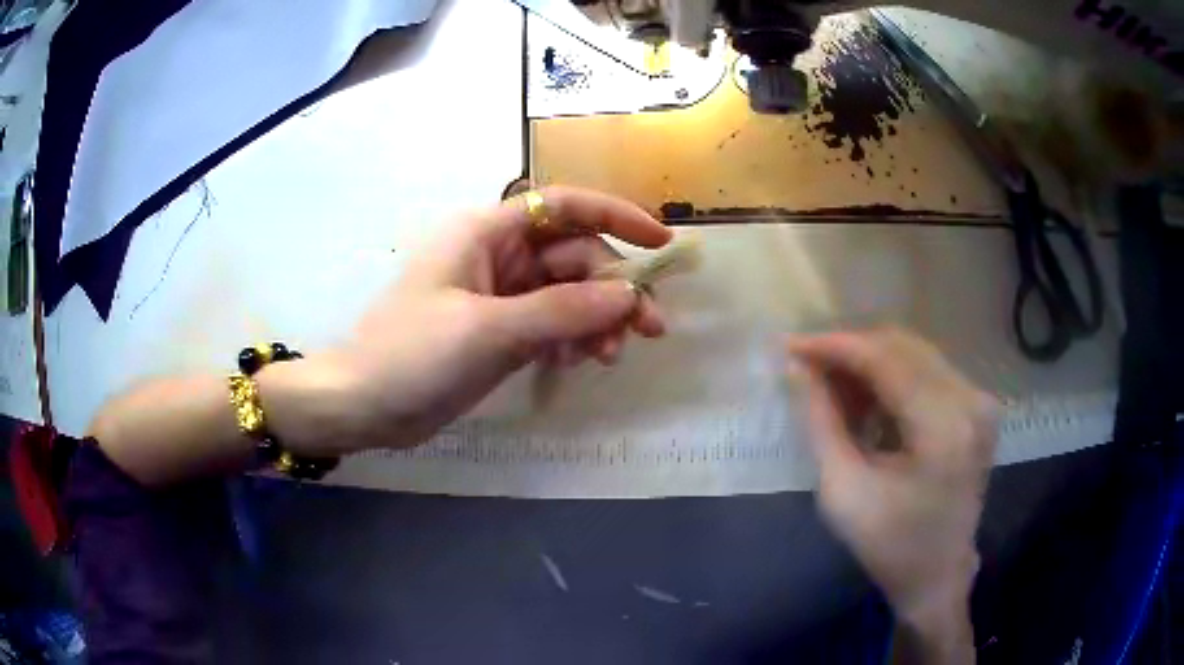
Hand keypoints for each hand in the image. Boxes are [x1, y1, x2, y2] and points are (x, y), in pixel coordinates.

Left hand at [291, 186, 671, 454]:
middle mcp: (498, 255)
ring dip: (595, 320)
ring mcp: (500, 295)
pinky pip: (550, 323)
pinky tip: (578, 361)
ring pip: (567, 293)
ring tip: (608, 357)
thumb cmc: (413, 354)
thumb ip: (563, 311)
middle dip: (611, 290)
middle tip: (647, 331)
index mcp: (488, 232)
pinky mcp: (499, 330)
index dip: (616, 216)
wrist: (363, 404)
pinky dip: (571, 338)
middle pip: (574, 257)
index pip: (565, 206)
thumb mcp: (490, 329)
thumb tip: (628, 297)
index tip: (662, 243)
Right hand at [786, 329, 997, 625]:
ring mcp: (979, 400)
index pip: (886, 360)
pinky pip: (926, 371)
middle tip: (807, 369)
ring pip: (913, 353)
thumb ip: (820, 422)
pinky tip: (866, 402)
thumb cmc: (888, 544)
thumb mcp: (842, 490)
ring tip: (833, 389)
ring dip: (869, 364)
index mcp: (944, 428)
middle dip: (850, 352)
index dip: (835, 346)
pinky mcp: (977, 405)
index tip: (791, 345)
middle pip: (902, 347)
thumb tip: (797, 368)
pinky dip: (890, 378)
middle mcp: (971, 401)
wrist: (937, 574)